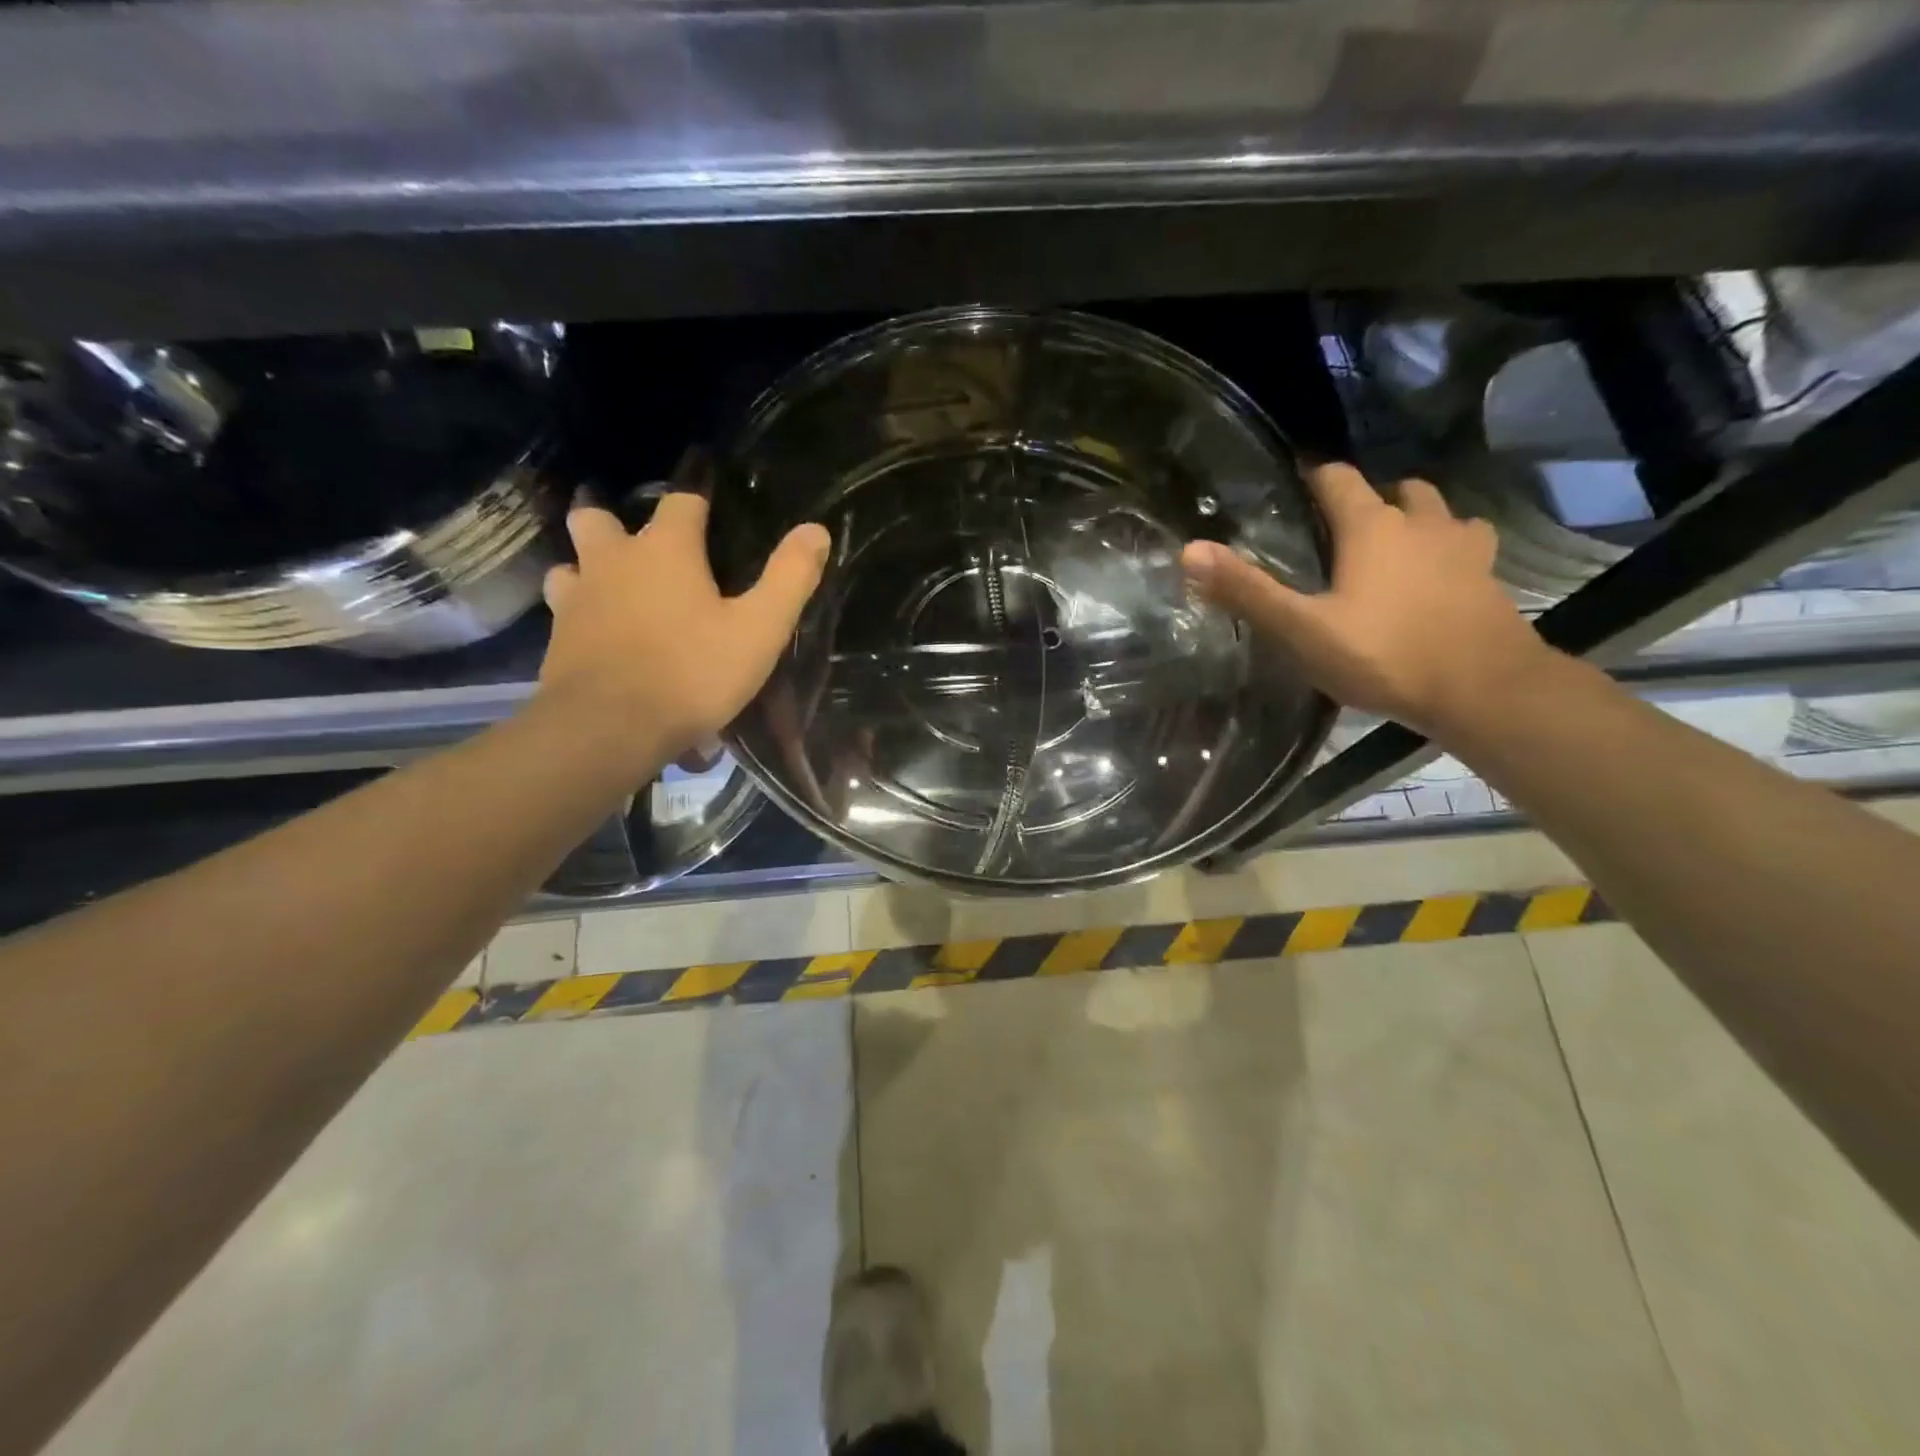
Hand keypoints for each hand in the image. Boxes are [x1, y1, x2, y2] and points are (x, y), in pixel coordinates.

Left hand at [536, 492, 829, 772]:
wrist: (610, 728)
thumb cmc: (693, 672)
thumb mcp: (759, 629)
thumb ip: (789, 577)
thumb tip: (816, 529)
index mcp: (666, 550)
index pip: (681, 500)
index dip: (697, 495)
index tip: (707, 496)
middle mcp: (613, 561)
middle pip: (599, 518)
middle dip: (616, 521)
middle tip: (640, 542)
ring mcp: (577, 599)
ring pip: (571, 564)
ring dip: (589, 568)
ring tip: (612, 588)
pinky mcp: (556, 639)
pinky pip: (564, 611)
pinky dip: (579, 613)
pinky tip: (596, 634)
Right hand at [1180, 463, 1552, 737]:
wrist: (1483, 689)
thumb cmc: (1384, 655)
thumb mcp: (1302, 629)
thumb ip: (1247, 591)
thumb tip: (1189, 550)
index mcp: (1371, 527)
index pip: (1338, 478)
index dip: (1314, 477)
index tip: (1294, 487)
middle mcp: (1422, 523)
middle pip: (1397, 489)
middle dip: (1369, 499)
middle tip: (1341, 528)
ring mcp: (1465, 548)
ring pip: (1439, 513)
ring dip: (1415, 519)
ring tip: (1391, 548)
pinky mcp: (1490, 577)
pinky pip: (1468, 546)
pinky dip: (1448, 550)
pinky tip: (1436, 578)